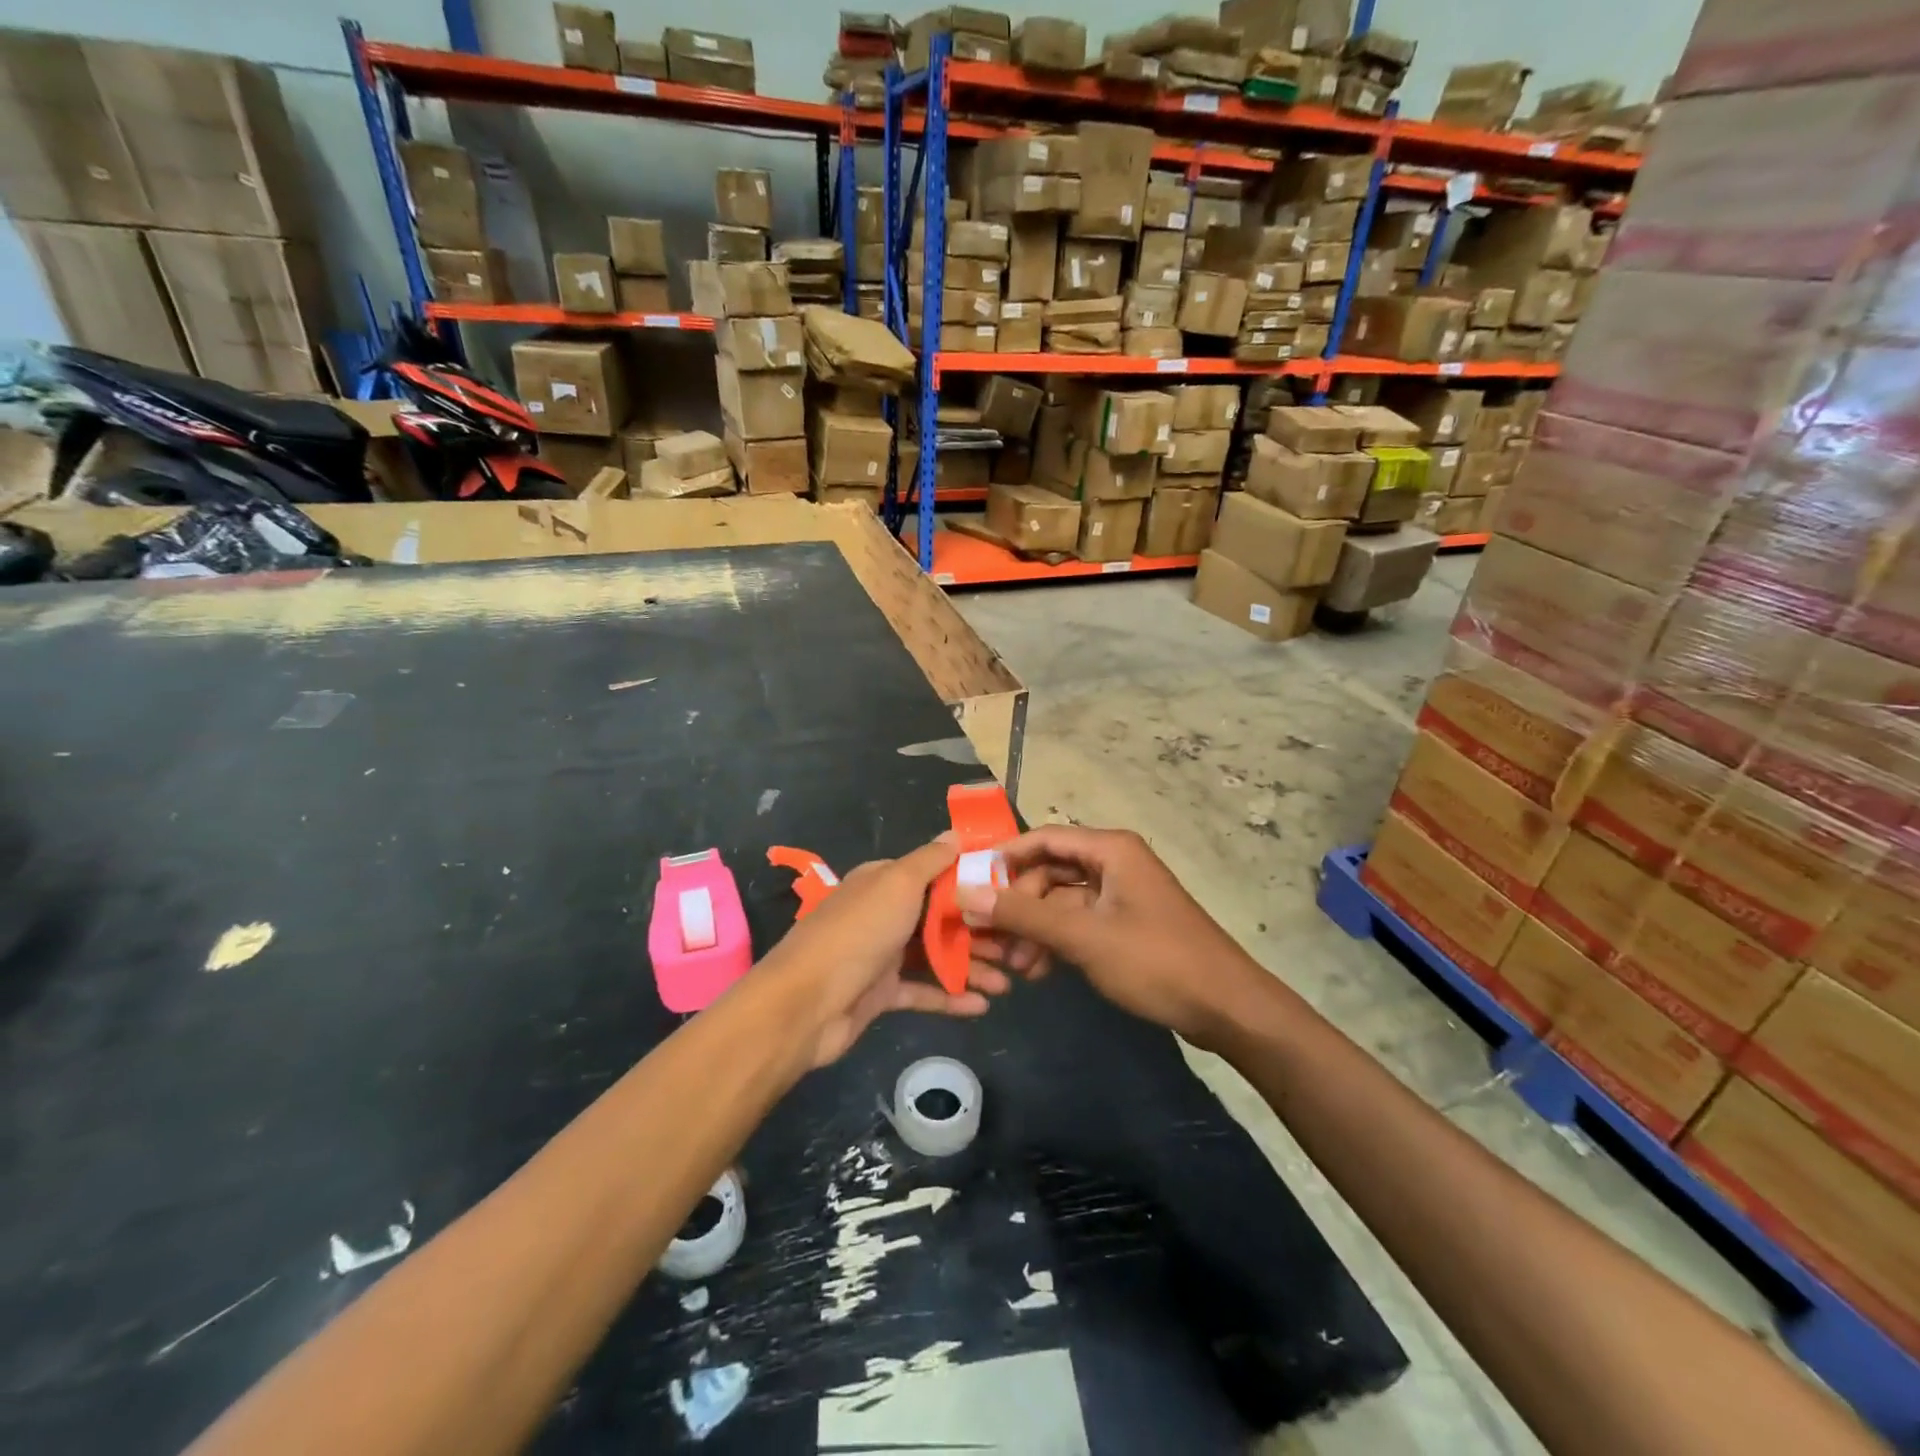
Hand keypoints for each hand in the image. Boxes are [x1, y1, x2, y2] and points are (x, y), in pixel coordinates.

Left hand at [760, 836, 1007, 1067]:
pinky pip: (923, 992)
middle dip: (979, 930)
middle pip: (940, 918)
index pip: (935, 875)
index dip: (971, 883)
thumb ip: (930, 860)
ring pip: (936, 956)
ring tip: (1010, 981)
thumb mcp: (897, 884)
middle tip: (1019, 945)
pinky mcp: (881, 995)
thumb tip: (955, 833)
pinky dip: (951, 997)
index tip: (1010, 893)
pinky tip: (983, 1006)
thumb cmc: (858, 933)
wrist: (806, 1003)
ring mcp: (881, 955)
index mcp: (884, 882)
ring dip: (972, 966)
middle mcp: (883, 914)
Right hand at [957, 826, 1263, 1048]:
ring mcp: (1121, 894)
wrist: (1226, 1007)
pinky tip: (1039, 971)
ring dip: (1035, 928)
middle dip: (1019, 903)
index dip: (1004, 857)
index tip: (970, 884)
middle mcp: (1114, 862)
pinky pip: (1078, 921)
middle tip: (991, 936)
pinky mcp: (1125, 923)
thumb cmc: (1156, 961)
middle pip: (1049, 870)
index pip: (1042, 838)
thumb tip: (967, 895)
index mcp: (1109, 849)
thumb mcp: (1083, 937)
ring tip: (1016, 965)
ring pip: (1061, 900)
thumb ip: (1024, 915)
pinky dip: (1057, 940)